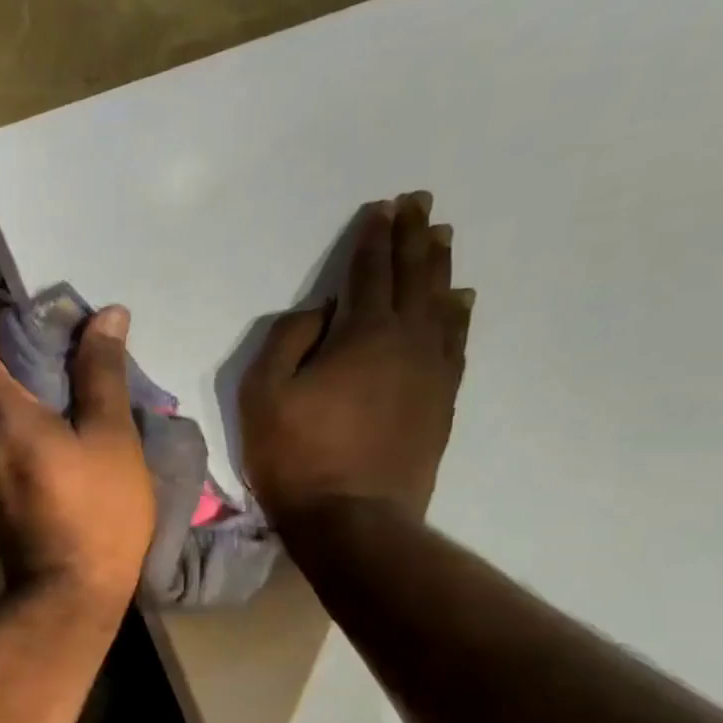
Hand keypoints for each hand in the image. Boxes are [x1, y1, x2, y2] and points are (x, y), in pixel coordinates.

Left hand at [0, 296, 154, 613]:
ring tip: (33, 361)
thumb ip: (102, 375)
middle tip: (9, 319)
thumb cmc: (96, 511)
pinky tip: (41, 418)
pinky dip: (12, 416)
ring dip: (1, 383)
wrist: (68, 594)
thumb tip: (106, 318)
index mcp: (2, 416)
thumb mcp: (110, 437)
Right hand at [239, 193, 469, 527]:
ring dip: (439, 267)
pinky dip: (457, 312)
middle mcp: (407, 341)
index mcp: (361, 334)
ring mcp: (432, 371)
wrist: (353, 517)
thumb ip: (287, 341)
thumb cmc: (295, 455)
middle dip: (413, 238)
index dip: (373, 238)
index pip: (368, 273)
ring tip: (440, 238)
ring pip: (441, 303)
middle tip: (419, 204)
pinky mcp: (442, 399)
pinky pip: (456, 340)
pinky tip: (458, 300)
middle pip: (413, 277)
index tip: (382, 208)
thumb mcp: (263, 395)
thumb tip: (318, 311)